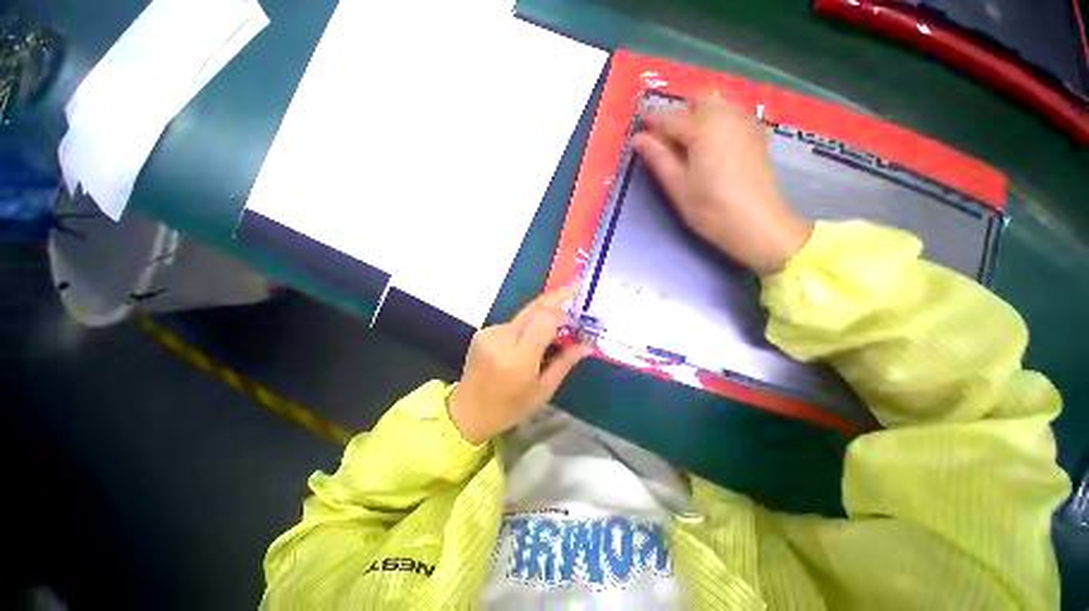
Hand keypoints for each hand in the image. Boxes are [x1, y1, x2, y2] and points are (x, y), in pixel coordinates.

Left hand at [448, 286, 592, 443]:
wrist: (468, 412)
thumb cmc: (510, 407)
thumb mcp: (543, 391)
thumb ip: (564, 363)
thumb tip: (587, 345)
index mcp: (519, 359)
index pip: (544, 320)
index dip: (562, 313)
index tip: (575, 317)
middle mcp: (502, 339)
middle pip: (533, 308)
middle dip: (555, 297)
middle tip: (573, 289)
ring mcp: (489, 333)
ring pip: (524, 315)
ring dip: (541, 316)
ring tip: (553, 329)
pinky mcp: (483, 332)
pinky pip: (513, 322)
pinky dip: (526, 326)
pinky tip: (529, 340)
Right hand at [632, 95, 811, 275]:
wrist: (757, 224)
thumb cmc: (710, 210)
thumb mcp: (678, 187)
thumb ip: (658, 158)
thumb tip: (638, 139)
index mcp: (703, 130)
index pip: (670, 118)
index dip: (652, 120)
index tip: (639, 125)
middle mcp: (727, 117)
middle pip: (699, 101)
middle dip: (681, 113)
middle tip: (668, 141)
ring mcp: (746, 123)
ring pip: (719, 105)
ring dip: (700, 116)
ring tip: (690, 144)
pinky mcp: (757, 135)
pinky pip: (734, 115)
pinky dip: (718, 122)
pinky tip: (713, 147)